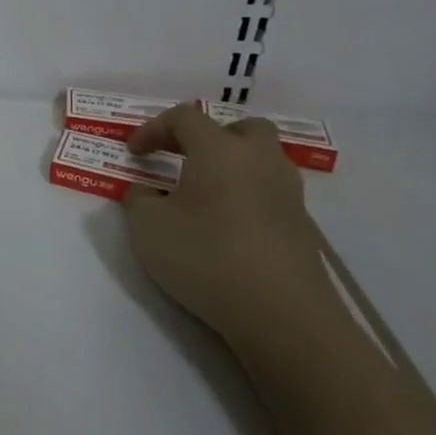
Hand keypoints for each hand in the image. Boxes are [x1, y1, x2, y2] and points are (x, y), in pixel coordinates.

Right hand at [122, 103, 346, 358]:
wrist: (282, 316)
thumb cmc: (207, 257)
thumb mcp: (148, 227)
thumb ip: (140, 200)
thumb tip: (149, 192)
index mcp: (220, 150)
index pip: (184, 118)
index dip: (153, 129)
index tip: (134, 153)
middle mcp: (260, 161)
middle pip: (242, 128)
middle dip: (210, 136)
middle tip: (184, 158)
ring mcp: (288, 194)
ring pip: (262, 159)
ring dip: (232, 165)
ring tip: (203, 192)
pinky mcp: (302, 227)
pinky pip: (270, 192)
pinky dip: (246, 195)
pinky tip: (226, 224)